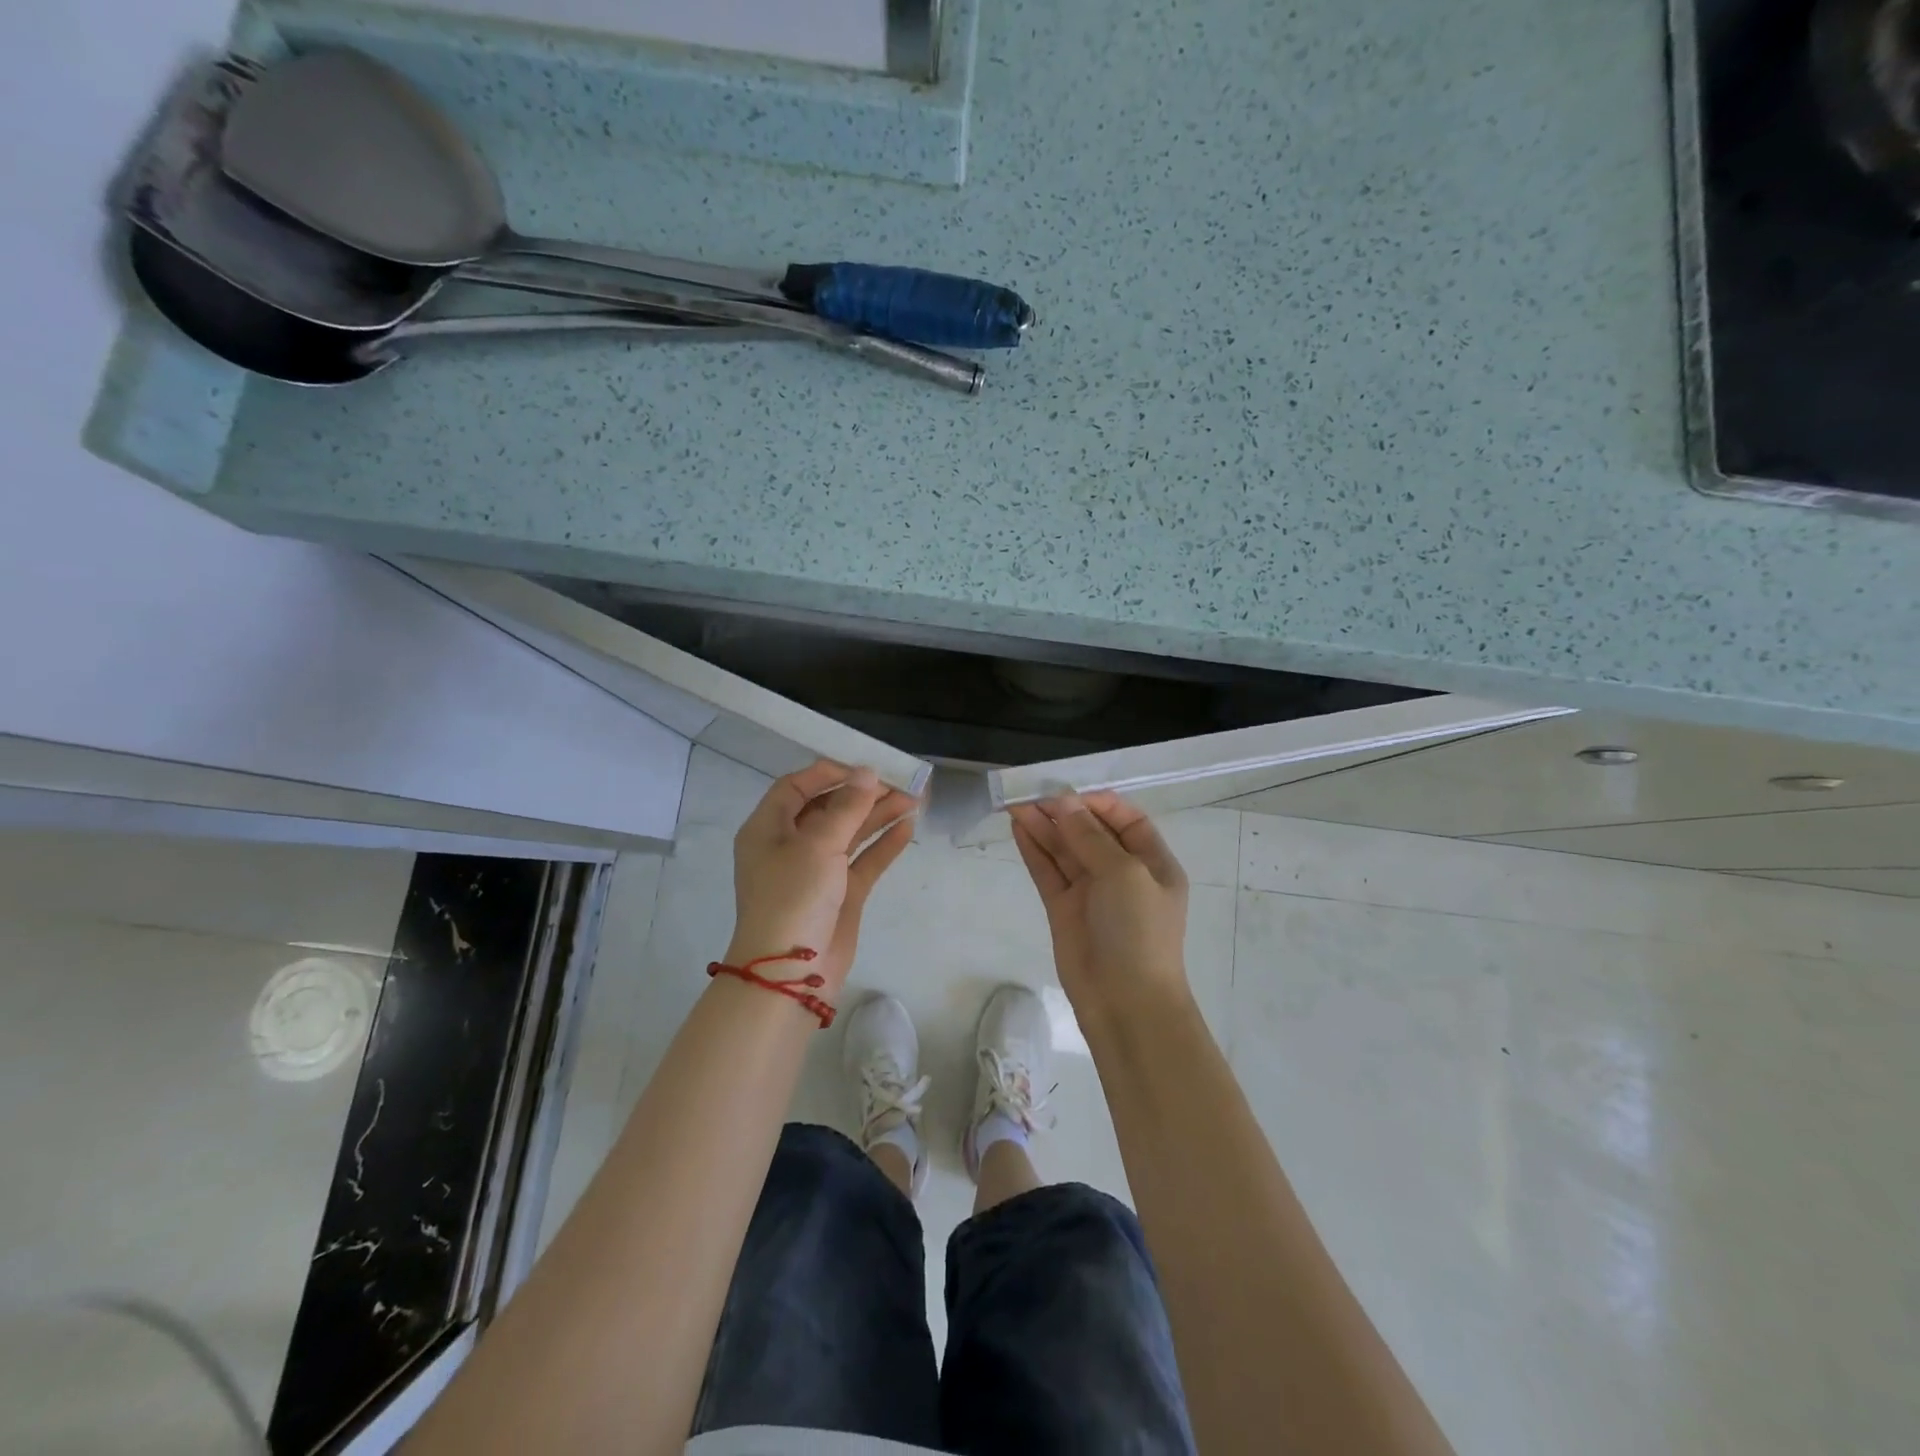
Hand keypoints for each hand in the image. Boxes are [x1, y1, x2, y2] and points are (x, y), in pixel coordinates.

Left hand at [728, 761, 917, 995]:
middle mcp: (789, 846)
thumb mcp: (817, 844)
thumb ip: (847, 807)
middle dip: (861, 795)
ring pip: (849, 834)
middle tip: (897, 785)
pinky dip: (882, 845)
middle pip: (827, 809)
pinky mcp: (839, 895)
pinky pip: (862, 861)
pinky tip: (907, 829)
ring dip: (877, 817)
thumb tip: (866, 773)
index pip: (795, 787)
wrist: (791, 974)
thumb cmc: (793, 897)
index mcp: (768, 829)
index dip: (828, 774)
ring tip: (913, 801)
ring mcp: (816, 872)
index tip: (864, 769)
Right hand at [1009, 792, 1190, 1022]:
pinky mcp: (1064, 910)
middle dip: (1063, 811)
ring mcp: (1091, 892)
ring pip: (1065, 850)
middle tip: (1030, 792)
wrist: (1126, 1003)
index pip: (1126, 820)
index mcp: (1152, 863)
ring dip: (1043, 826)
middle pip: (1091, 832)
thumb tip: (1064, 802)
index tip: (1068, 792)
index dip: (1098, 803)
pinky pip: (1048, 872)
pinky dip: (1034, 850)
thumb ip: (1090, 836)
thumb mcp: (1124, 874)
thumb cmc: (1138, 931)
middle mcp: (1122, 874)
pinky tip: (1018, 827)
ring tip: (1015, 803)